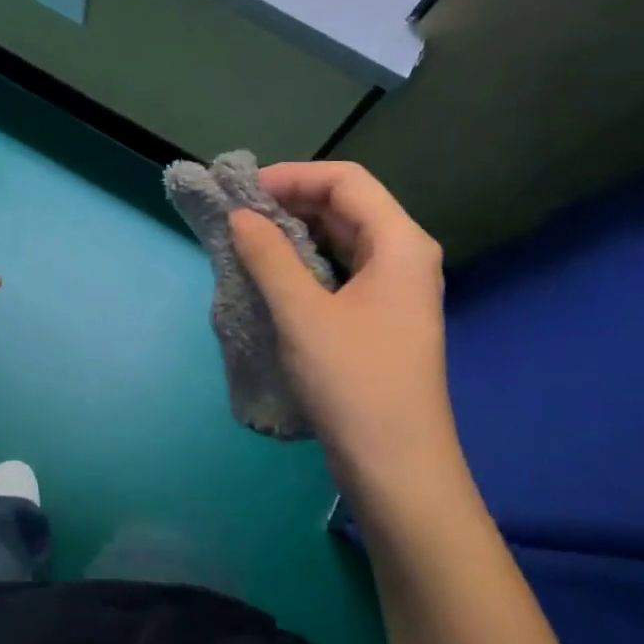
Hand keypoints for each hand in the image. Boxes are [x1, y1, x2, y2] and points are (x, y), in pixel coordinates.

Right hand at [229, 162, 462, 498]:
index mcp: (400, 243)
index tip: (244, 191)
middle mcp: (404, 256)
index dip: (293, 176)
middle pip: (347, 206)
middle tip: (238, 214)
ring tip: (248, 239)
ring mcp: (395, 289)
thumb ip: (269, 256)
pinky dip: (306, 263)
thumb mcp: (303, 314)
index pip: (346, 181)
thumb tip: (241, 215)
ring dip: (296, 233)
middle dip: (292, 202)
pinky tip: (273, 274)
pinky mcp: (381, 318)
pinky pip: (341, 270)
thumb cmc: (354, 383)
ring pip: (343, 239)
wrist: (397, 467)